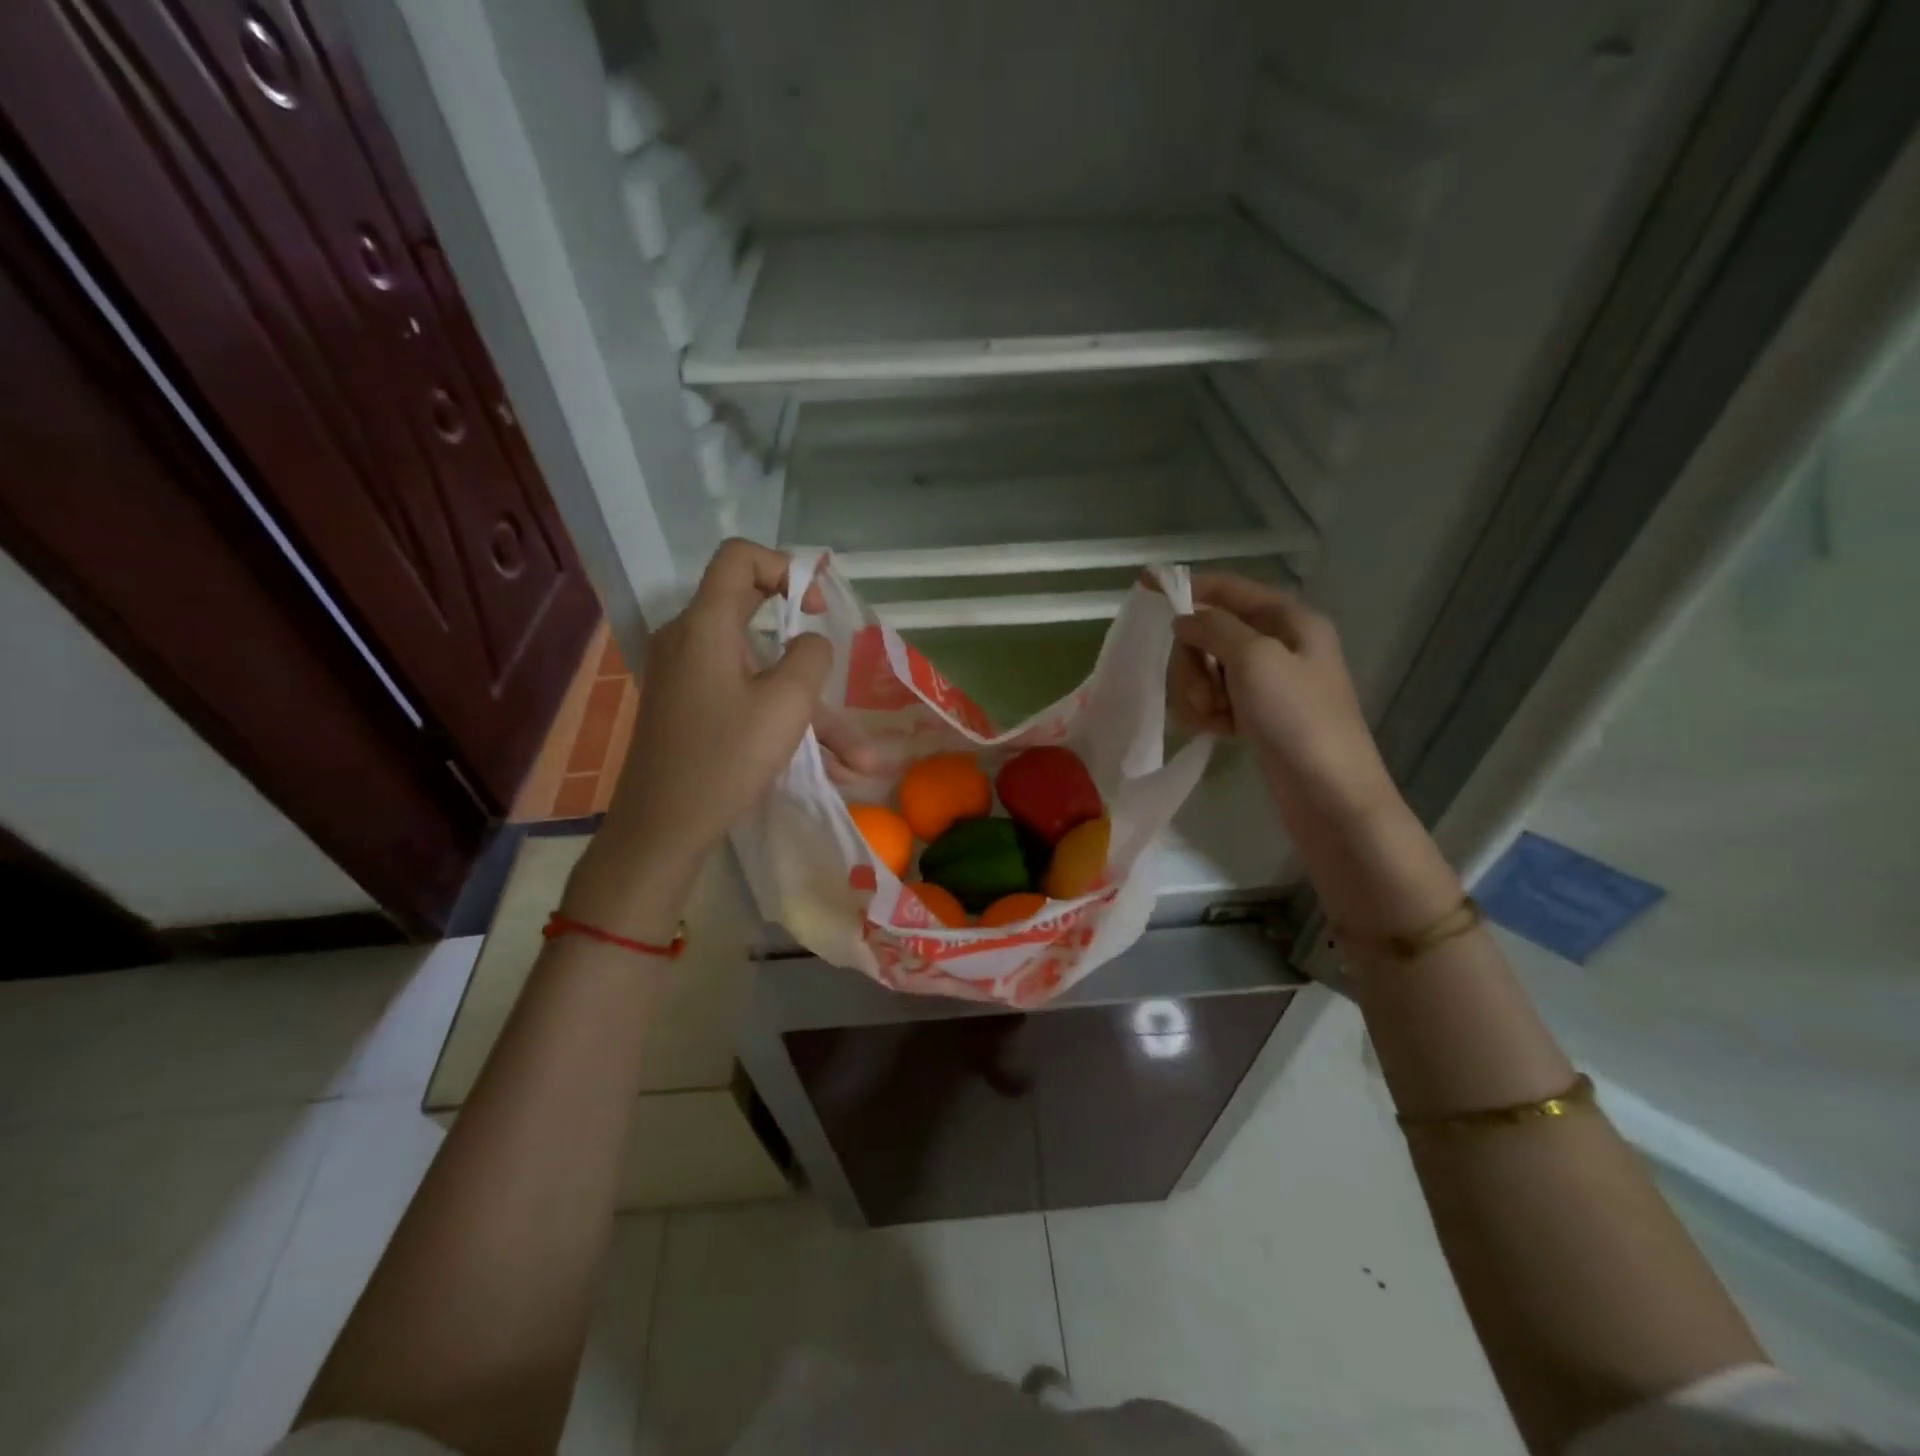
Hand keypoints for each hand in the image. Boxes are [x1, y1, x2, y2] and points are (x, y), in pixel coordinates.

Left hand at [566, 542, 873, 932]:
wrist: (660, 830)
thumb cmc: (724, 760)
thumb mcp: (786, 705)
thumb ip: (811, 657)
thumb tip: (811, 643)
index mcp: (705, 625)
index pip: (739, 558)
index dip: (784, 568)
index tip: (815, 608)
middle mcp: (690, 640)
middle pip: (755, 617)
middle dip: (809, 653)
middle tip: (838, 671)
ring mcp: (687, 677)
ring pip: (760, 673)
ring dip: (810, 710)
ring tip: (859, 760)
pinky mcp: (689, 709)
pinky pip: (745, 699)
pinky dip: (783, 722)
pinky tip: (829, 768)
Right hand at [1169, 574, 1395, 822]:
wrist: (1327, 794)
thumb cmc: (1297, 718)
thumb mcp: (1254, 659)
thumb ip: (1214, 628)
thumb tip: (1184, 619)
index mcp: (1290, 621)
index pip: (1230, 589)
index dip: (1190, 587)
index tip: (1144, 587)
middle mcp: (1279, 646)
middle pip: (1210, 633)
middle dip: (1194, 661)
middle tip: (1203, 691)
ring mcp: (1267, 684)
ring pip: (1207, 670)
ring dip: (1198, 691)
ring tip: (1212, 718)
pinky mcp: (1256, 716)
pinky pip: (1215, 700)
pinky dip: (1208, 713)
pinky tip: (1215, 731)